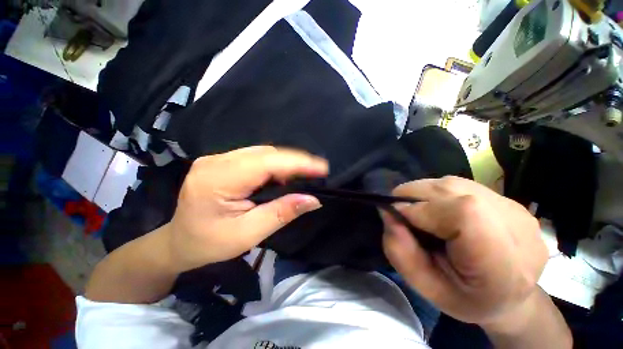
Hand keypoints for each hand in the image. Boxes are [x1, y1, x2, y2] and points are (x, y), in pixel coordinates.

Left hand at [166, 146, 327, 271]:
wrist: (180, 241)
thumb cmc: (210, 244)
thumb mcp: (248, 234)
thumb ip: (281, 213)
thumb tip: (313, 200)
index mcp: (216, 180)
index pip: (265, 162)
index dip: (297, 163)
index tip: (322, 167)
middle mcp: (216, 161)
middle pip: (265, 153)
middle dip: (295, 161)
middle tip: (316, 172)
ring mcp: (218, 158)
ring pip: (263, 152)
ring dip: (287, 162)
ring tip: (304, 174)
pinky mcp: (223, 161)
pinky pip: (257, 157)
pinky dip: (276, 164)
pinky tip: (285, 174)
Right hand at [382, 176, 547, 326]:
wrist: (510, 297)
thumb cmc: (465, 299)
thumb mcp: (424, 286)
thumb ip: (400, 251)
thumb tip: (387, 212)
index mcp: (502, 263)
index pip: (461, 212)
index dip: (420, 209)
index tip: (399, 220)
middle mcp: (516, 226)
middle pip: (451, 189)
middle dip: (414, 197)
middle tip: (405, 217)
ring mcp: (515, 208)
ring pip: (451, 183)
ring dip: (425, 194)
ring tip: (423, 215)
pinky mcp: (508, 199)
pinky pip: (459, 185)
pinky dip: (438, 194)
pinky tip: (441, 211)